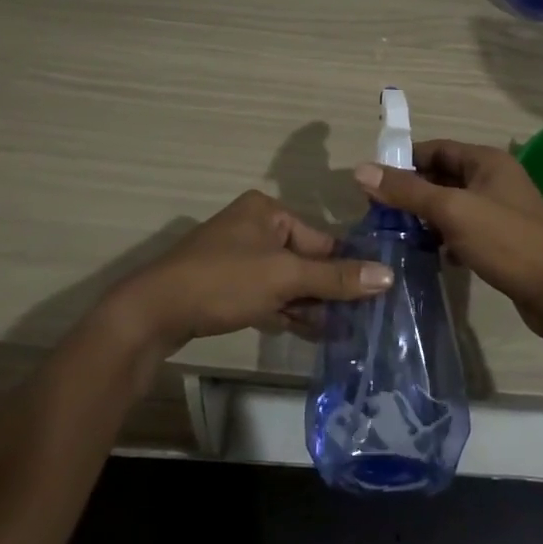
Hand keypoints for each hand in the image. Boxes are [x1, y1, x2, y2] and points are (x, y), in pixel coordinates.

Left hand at [106, 190, 392, 355]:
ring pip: (286, 280)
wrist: (153, 312)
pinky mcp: (226, 285)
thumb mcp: (284, 277)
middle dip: (328, 290)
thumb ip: (335, 278)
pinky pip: (267, 294)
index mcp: (267, 211)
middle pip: (304, 260)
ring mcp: (237, 256)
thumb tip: (388, 275)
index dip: (345, 268)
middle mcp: (253, 226)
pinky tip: (312, 332)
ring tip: (344, 332)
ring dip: (310, 305)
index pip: (321, 239)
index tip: (374, 297)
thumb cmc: (223, 281)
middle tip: (361, 320)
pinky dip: (286, 310)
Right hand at [353, 139, 542, 341]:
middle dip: (411, 191)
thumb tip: (361, 169)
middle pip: (442, 176)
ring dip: (425, 216)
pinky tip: (427, 255)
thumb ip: (408, 191)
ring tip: (394, 233)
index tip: (372, 181)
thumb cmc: (507, 242)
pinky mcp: (501, 239)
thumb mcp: (453, 211)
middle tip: (377, 212)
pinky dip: (444, 238)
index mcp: (487, 161)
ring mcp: (499, 210)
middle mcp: (494, 179)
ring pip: (451, 205)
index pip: (436, 148)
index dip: (403, 161)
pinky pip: (463, 230)